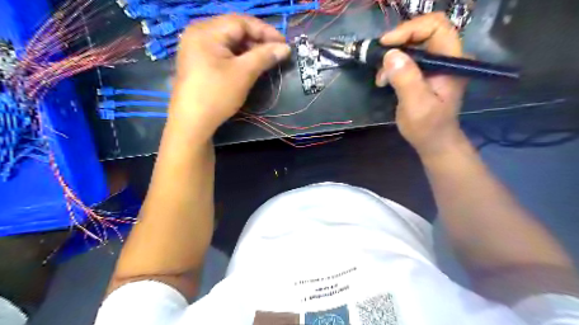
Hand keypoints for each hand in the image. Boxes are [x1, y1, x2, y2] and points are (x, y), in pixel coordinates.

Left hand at [170, 14, 291, 139]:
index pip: (241, 22)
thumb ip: (265, 56)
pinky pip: (221, 52)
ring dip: (248, 49)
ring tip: (265, 60)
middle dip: (257, 40)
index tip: (283, 44)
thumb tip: (285, 48)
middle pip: (234, 30)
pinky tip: (248, 65)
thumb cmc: (217, 95)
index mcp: (206, 31)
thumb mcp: (244, 73)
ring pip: (228, 42)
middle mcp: (198, 33)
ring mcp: (195, 47)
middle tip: (275, 53)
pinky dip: (237, 56)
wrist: (192, 122)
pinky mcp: (197, 61)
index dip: (265, 31)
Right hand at [378, 13, 466, 156]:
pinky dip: (392, 64)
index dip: (410, 29)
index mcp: (451, 61)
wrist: (433, 141)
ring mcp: (435, 64)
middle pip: (423, 31)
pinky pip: (407, 57)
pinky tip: (384, 79)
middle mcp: (446, 57)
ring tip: (381, 77)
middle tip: (379, 57)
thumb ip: (406, 79)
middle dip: (398, 42)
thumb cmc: (427, 127)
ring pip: (413, 44)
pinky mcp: (424, 72)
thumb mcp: (416, 105)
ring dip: (392, 56)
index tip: (387, 44)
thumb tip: (390, 54)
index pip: (436, 27)